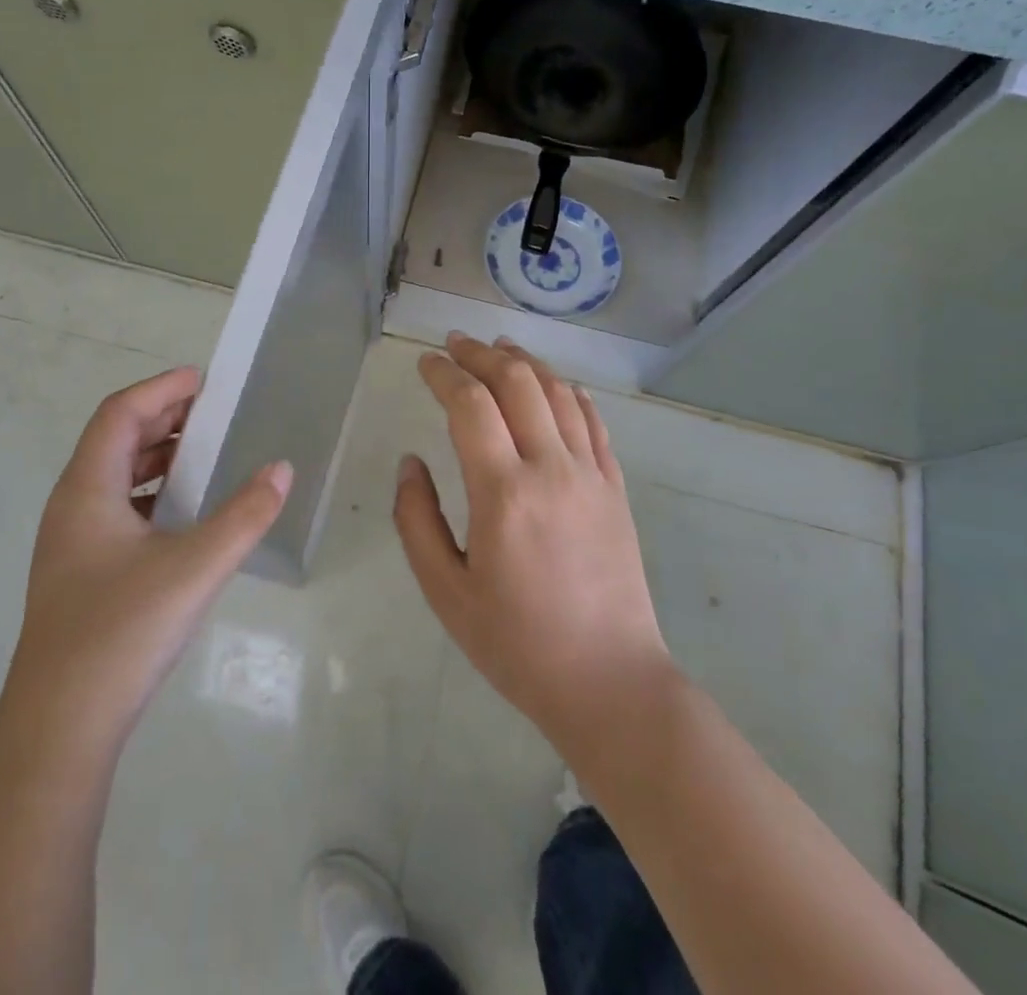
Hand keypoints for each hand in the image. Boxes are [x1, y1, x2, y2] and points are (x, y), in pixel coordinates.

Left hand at [12, 366, 292, 735]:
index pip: (120, 414)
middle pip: (115, 440)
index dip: (160, 389)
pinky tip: (183, 514)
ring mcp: (72, 544)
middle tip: (213, 412)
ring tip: (205, 453)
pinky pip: (118, 509)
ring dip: (157, 457)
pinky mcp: (80, 575)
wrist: (58, 729)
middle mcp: (72, 507)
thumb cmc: (122, 632)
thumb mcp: (195, 567)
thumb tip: (281, 469)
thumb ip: (244, 515)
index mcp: (87, 490)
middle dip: (163, 418)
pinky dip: (152, 494)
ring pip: (115, 477)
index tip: (204, 380)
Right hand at [394, 334, 679, 754]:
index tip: (424, 362)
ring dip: (526, 362)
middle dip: (481, 353)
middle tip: (455, 344)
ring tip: (499, 347)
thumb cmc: (517, 644)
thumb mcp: (446, 593)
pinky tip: (556, 385)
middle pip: (517, 381)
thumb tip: (410, 462)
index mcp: (503, 492)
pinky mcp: (615, 488)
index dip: (443, 373)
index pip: (469, 403)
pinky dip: (570, 392)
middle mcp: (551, 468)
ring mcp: (591, 474)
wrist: (610, 682)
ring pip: (559, 392)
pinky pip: (594, 422)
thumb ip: (416, 520)